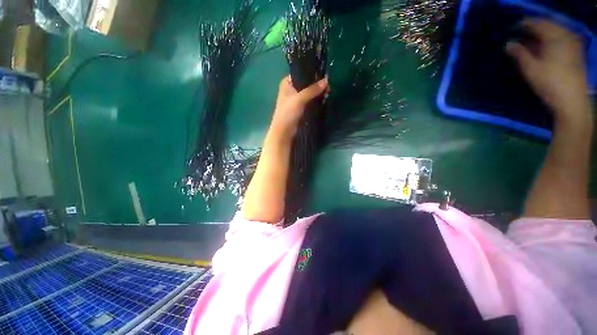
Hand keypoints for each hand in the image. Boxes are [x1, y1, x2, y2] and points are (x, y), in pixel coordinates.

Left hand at [268, 75, 328, 140]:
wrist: (284, 132)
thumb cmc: (288, 113)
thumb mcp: (299, 99)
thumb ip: (312, 89)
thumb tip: (326, 80)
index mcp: (287, 83)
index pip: (301, 72)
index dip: (312, 73)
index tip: (324, 75)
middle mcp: (291, 89)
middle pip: (306, 83)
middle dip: (317, 85)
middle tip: (328, 86)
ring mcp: (296, 99)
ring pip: (309, 93)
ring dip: (317, 93)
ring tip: (328, 93)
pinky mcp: (300, 108)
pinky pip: (310, 101)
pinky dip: (316, 100)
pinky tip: (324, 99)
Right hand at [506, 19, 590, 124]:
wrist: (572, 102)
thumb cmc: (550, 85)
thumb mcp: (531, 69)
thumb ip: (519, 54)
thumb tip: (508, 44)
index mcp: (555, 37)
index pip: (537, 24)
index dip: (524, 24)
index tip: (512, 28)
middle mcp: (566, 36)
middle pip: (547, 26)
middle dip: (533, 29)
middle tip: (520, 34)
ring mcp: (573, 44)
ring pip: (555, 32)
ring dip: (542, 35)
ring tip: (530, 41)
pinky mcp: (575, 53)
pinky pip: (561, 39)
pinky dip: (550, 40)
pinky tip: (543, 47)